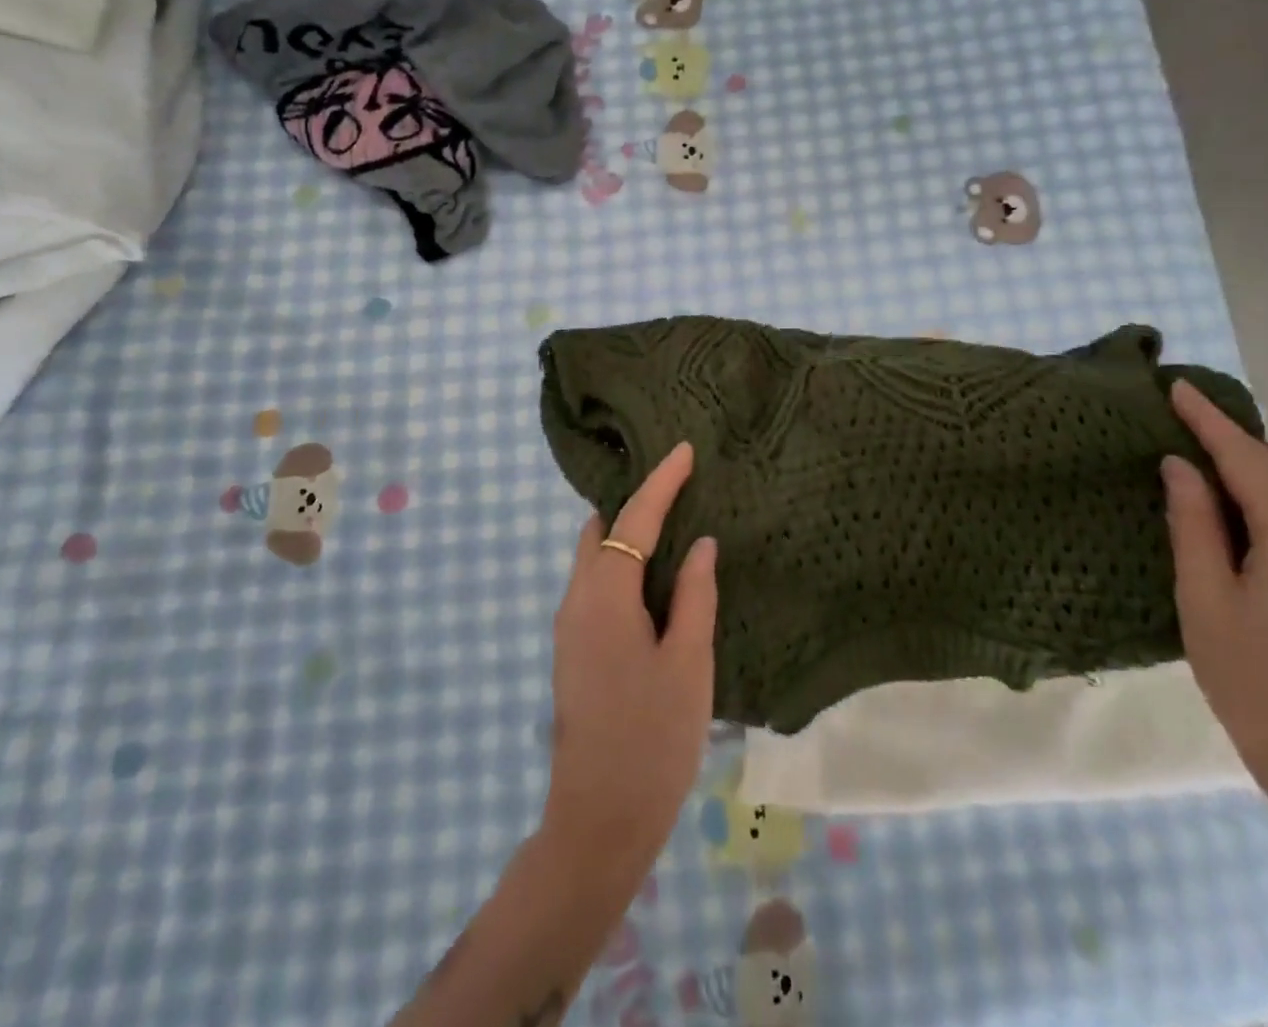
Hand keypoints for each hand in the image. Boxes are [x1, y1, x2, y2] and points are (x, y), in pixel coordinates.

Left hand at [542, 441, 717, 887]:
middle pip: (600, 530)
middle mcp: (576, 599)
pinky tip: (654, 582)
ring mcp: (568, 626)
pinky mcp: (571, 650)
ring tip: (673, 529)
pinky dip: (620, 566)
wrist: (599, 819)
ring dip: (626, 536)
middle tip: (679, 491)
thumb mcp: (688, 662)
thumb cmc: (653, 738)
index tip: (683, 450)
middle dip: (635, 504)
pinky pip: (594, 585)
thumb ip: (694, 595)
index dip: (661, 481)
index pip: (634, 519)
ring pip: (593, 558)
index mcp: (605, 595)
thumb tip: (699, 544)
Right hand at [1162, 381, 1267, 804]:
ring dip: (1251, 465)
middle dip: (1232, 437)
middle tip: (1178, 423)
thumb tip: (1180, 465)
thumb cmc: (1251, 678)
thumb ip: (1193, 523)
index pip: (1247, 459)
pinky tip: (1234, 508)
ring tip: (1198, 459)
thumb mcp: (1203, 596)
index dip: (1208, 420)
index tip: (1175, 387)